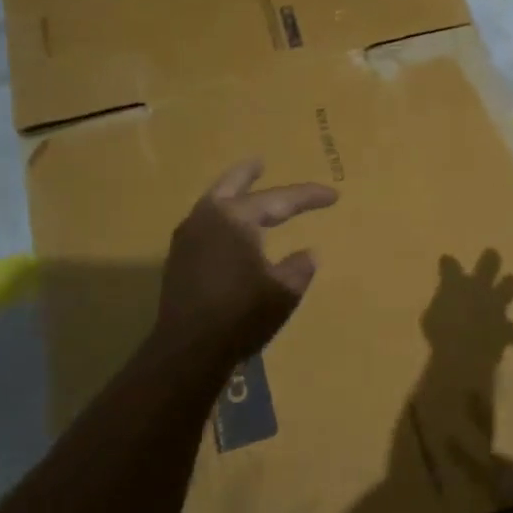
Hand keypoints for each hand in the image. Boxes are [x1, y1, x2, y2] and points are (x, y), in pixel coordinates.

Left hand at [154, 159, 337, 362]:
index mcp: (236, 218)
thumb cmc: (242, 315)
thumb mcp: (284, 291)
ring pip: (213, 204)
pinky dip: (221, 219)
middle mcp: (208, 218)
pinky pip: (204, 225)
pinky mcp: (179, 260)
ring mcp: (188, 238)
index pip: (280, 200)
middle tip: (261, 162)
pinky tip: (229, 231)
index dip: (309, 197)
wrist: (190, 350)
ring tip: (244, 192)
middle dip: (248, 174)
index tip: (334, 195)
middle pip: (231, 185)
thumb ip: (299, 267)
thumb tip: (308, 253)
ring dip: (231, 195)